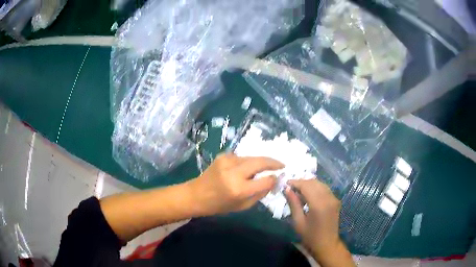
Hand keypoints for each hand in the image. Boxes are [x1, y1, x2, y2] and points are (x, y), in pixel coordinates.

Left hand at [189, 153, 283, 215]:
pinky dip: (248, 162)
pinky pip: (242, 158)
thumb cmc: (219, 205)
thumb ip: (260, 193)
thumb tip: (273, 181)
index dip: (274, 178)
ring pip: (252, 157)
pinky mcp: (223, 156)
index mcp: (239, 189)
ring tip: (263, 169)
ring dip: (260, 162)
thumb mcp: (243, 206)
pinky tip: (246, 169)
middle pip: (260, 161)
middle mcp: (234, 172)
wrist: (196, 195)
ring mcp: (227, 161)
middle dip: (273, 162)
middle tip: (281, 165)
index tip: (280, 177)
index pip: (265, 180)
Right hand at [286, 180, 352, 265]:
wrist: (327, 244)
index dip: (296, 182)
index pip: (307, 185)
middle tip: (291, 187)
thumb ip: (294, 204)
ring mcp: (334, 198)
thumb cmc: (310, 236)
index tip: (286, 183)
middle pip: (314, 182)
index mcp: (319, 204)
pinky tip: (309, 195)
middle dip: (302, 182)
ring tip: (298, 191)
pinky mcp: (336, 200)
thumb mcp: (298, 222)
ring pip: (320, 184)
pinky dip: (316, 188)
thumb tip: (287, 189)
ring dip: (309, 184)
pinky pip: (324, 189)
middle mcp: (328, 198)